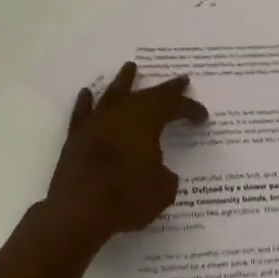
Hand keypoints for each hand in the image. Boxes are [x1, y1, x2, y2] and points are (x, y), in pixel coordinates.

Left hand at [42, 62, 207, 248]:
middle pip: (148, 94)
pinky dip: (86, 103)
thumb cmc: (126, 197)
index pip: (175, 107)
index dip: (191, 109)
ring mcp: (96, 122)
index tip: (202, 117)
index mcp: (148, 120)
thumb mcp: (162, 190)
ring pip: (113, 93)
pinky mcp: (76, 137)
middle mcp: (122, 113)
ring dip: (124, 81)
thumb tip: (160, 172)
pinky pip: (83, 112)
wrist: (78, 211)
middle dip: (166, 89)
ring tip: (130, 67)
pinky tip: (87, 94)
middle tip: (180, 80)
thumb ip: (165, 176)